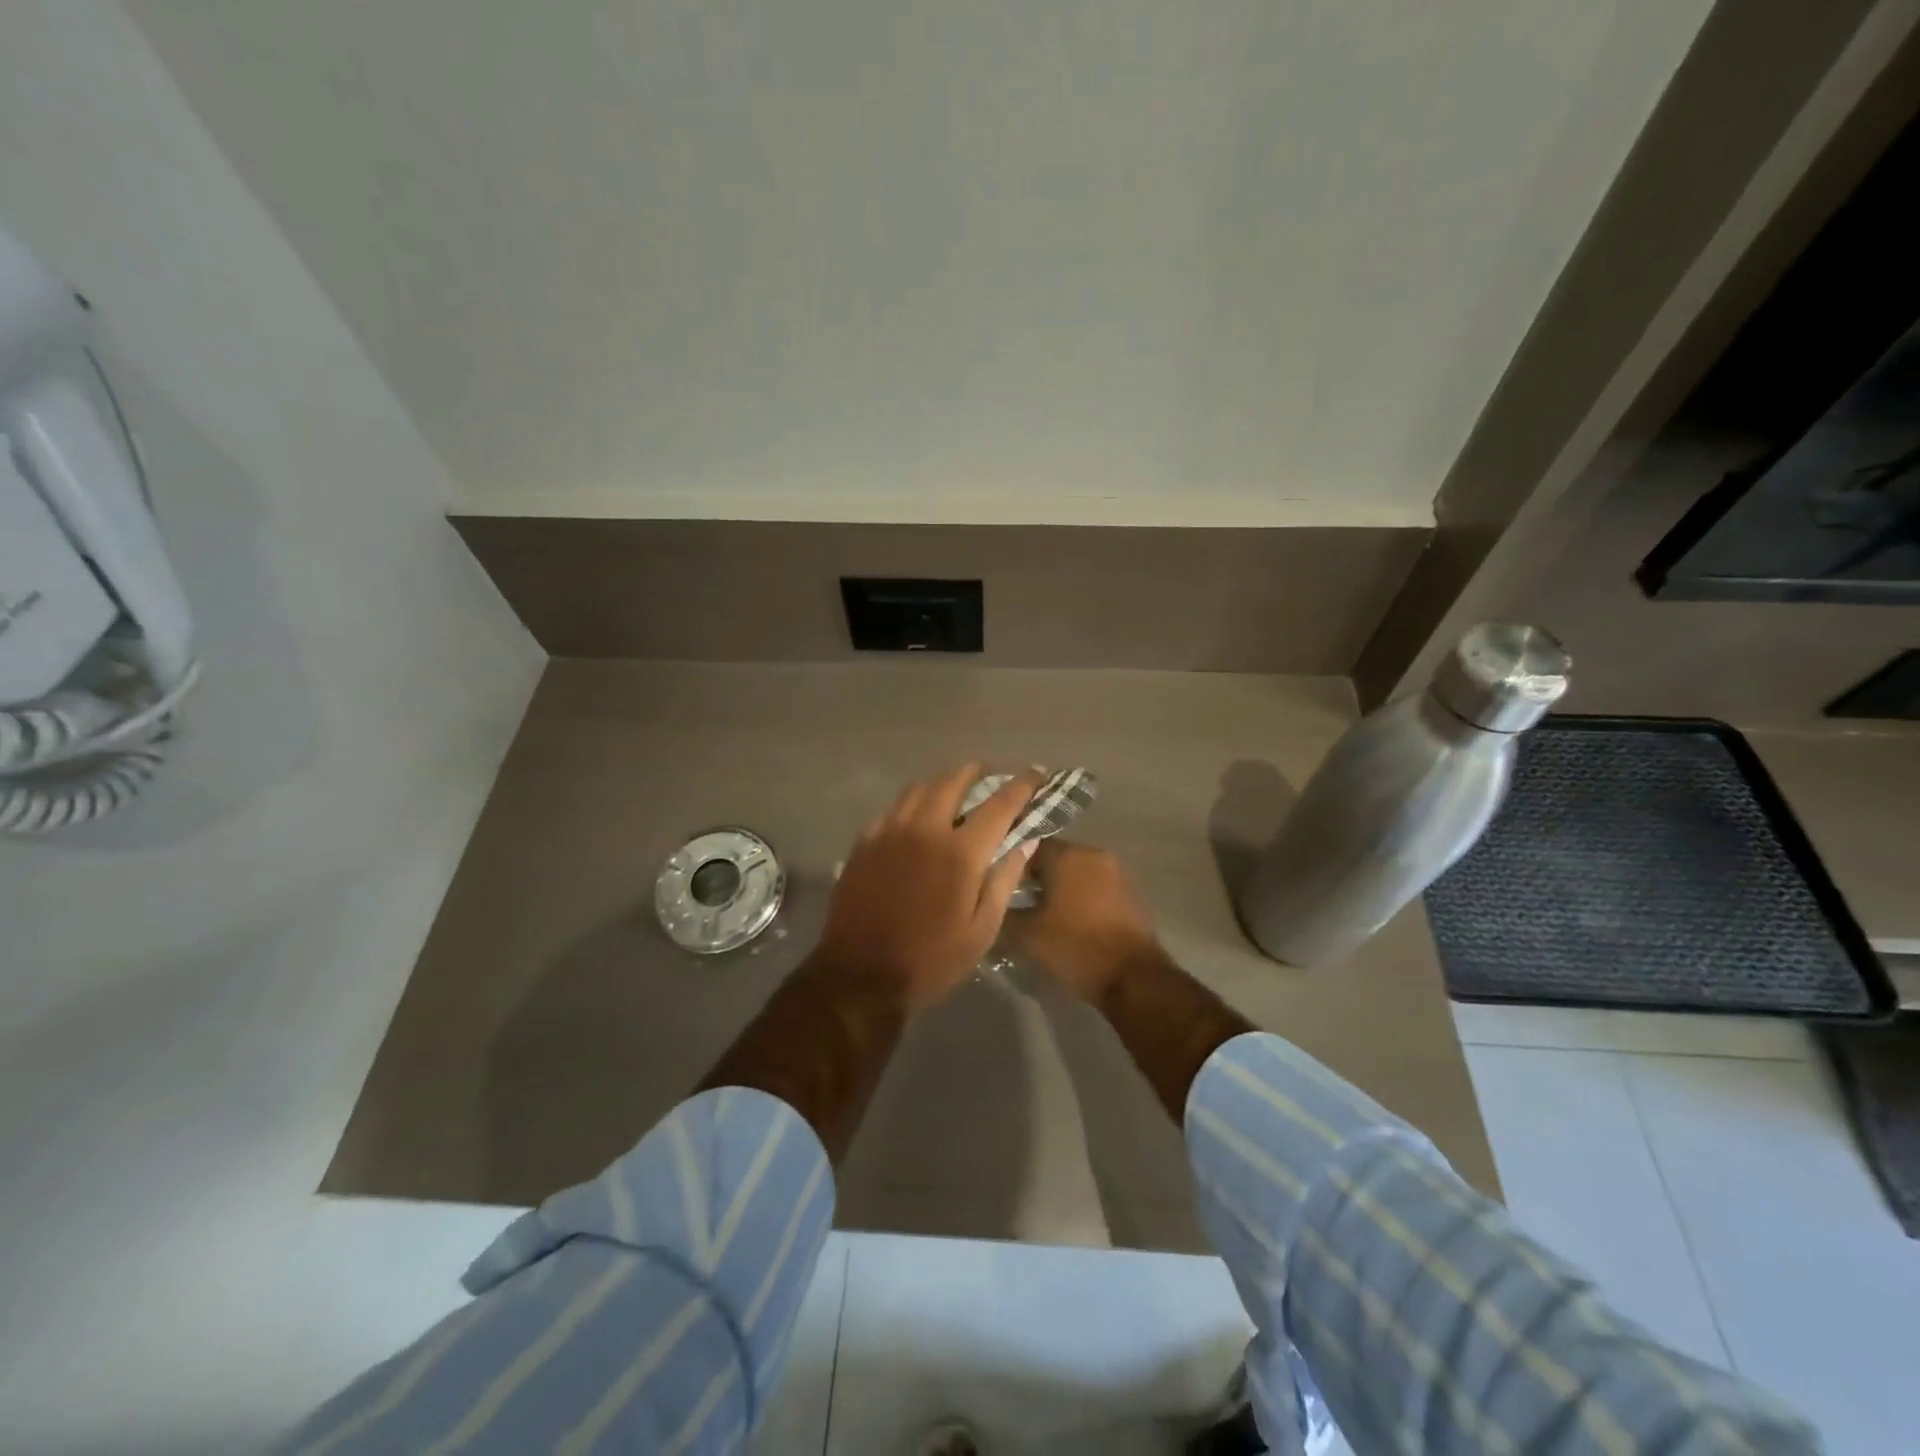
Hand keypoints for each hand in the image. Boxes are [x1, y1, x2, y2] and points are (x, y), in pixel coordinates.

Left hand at [816, 763, 1040, 1011]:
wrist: (860, 975)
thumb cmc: (930, 960)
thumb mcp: (982, 931)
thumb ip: (1005, 880)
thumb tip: (1027, 840)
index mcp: (960, 852)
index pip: (1000, 804)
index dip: (1022, 784)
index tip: (1037, 773)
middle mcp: (925, 830)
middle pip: (954, 781)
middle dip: (979, 771)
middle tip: (993, 774)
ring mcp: (890, 832)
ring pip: (919, 788)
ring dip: (944, 782)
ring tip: (957, 788)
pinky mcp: (865, 842)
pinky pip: (893, 808)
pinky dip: (913, 803)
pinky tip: (917, 815)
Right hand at [1009, 840, 1166, 1005]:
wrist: (1133, 978)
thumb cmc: (1076, 947)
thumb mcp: (1027, 935)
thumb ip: (1002, 915)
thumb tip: (988, 909)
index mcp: (1068, 855)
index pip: (1028, 845)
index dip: (1008, 863)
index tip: (994, 882)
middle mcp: (1093, 854)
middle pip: (1053, 857)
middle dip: (1032, 876)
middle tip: (1012, 898)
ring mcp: (1115, 872)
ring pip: (1074, 872)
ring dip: (1056, 887)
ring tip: (1036, 911)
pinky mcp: (1128, 893)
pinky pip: (1093, 886)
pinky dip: (1077, 897)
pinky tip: (1065, 919)